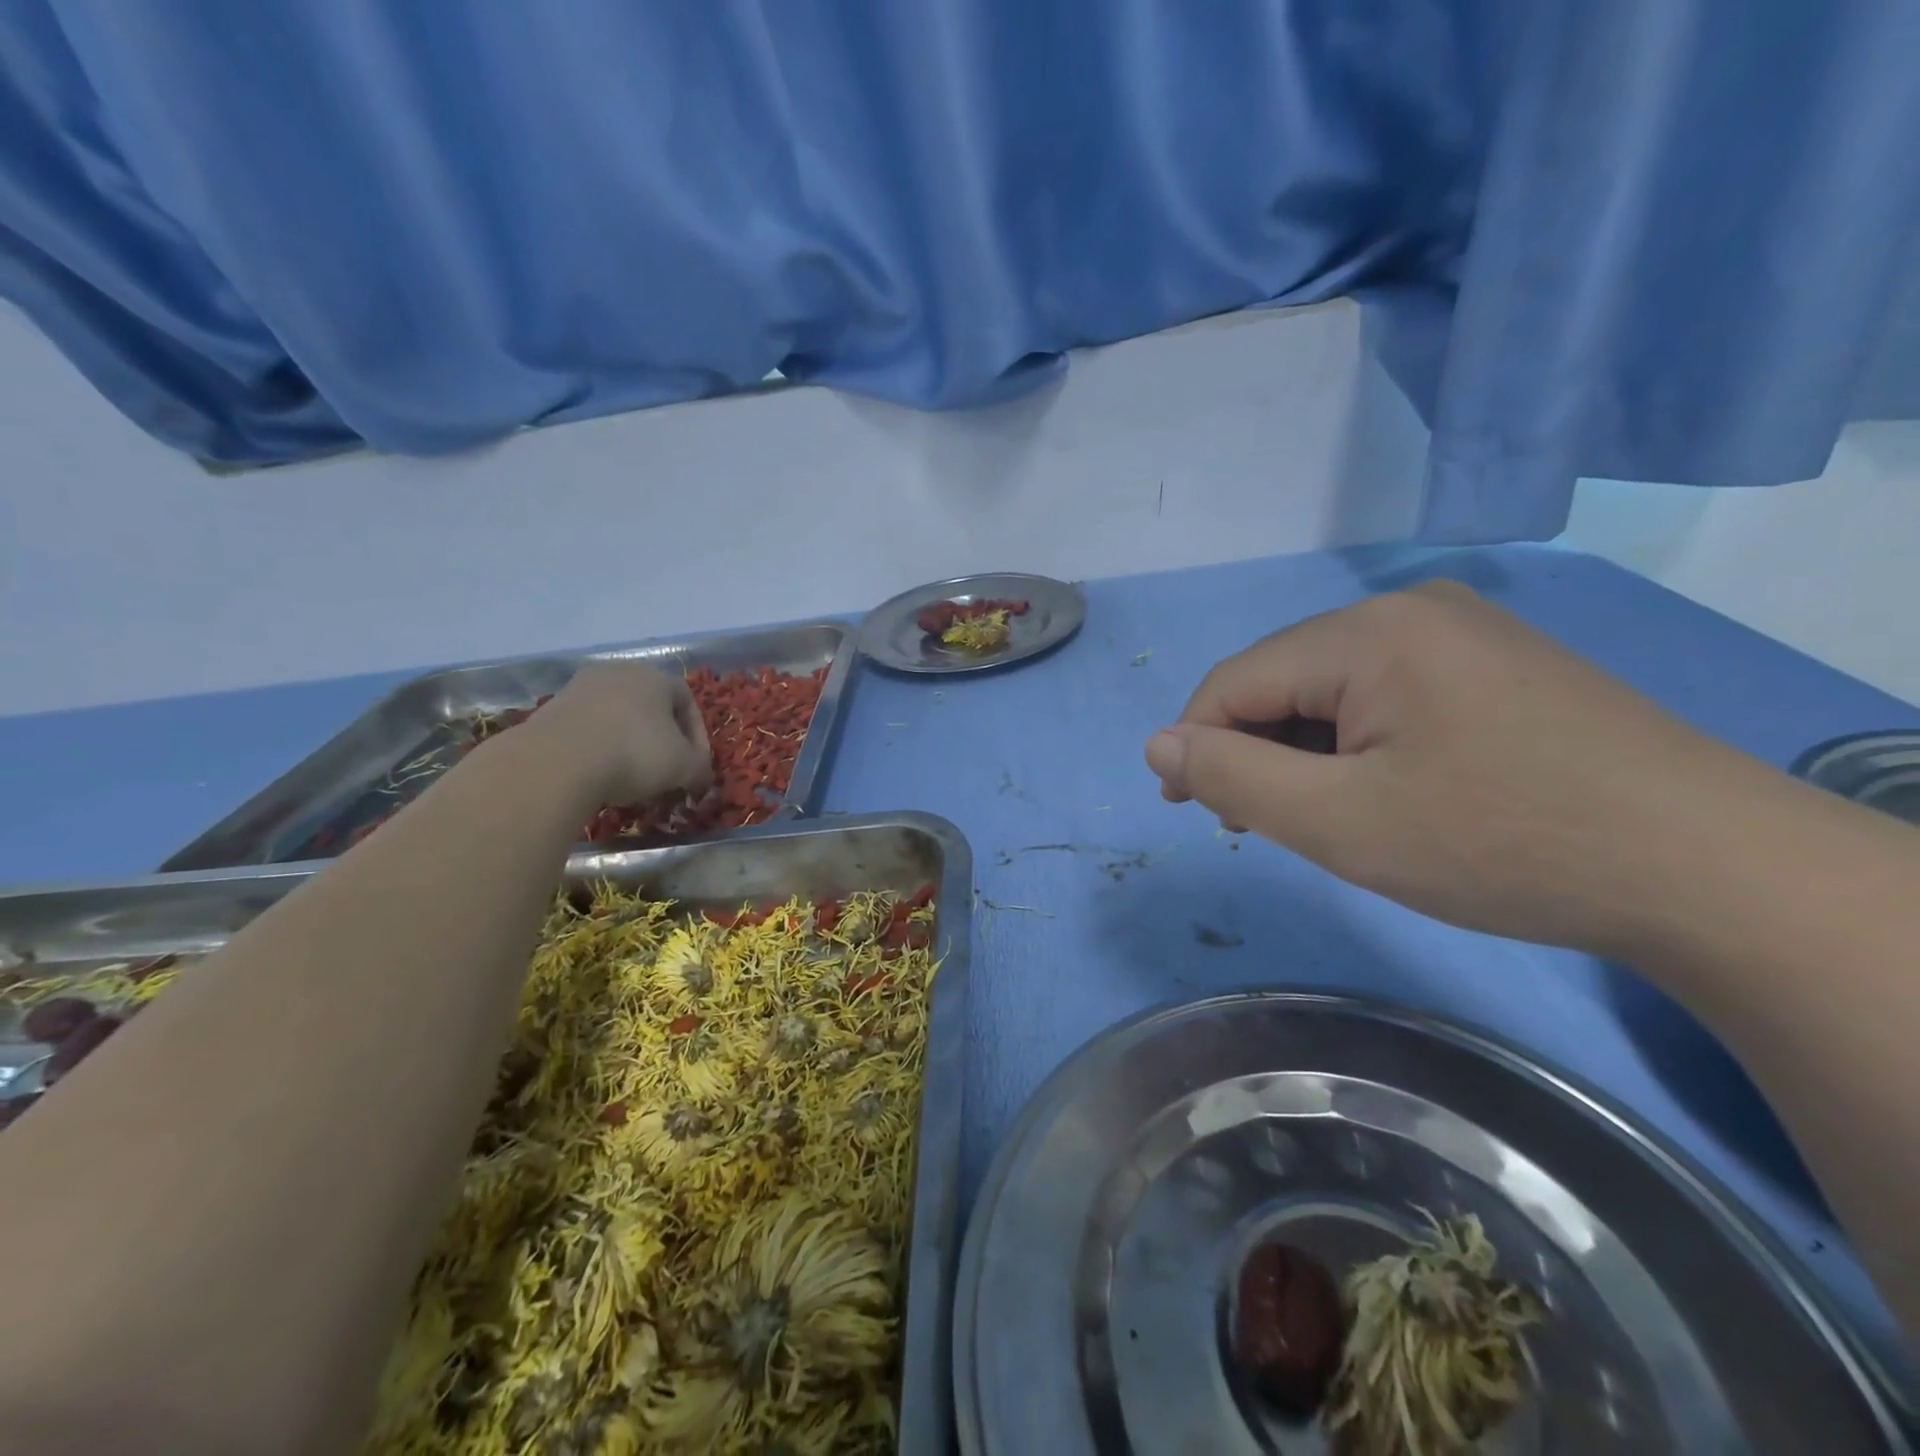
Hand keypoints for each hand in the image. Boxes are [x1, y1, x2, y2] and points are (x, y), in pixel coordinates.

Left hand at [523, 660, 712, 806]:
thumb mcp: (683, 767)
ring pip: (617, 714)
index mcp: (656, 676)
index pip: (688, 701)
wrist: (558, 761)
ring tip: (631, 773)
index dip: (697, 736)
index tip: (696, 765)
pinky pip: (588, 726)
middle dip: (662, 737)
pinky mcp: (552, 707)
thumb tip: (702, 775)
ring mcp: (580, 686)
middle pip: (651, 705)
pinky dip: (599, 745)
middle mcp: (619, 671)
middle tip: (665, 769)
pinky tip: (599, 771)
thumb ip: (700, 769)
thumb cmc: (635, 754)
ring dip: (629, 740)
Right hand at [1145, 581, 1763, 956]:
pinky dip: (1355, 742)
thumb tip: (1158, 742)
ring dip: (1303, 750)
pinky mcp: (1492, 663)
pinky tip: (1375, 787)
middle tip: (1257, 825)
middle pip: (1285, 679)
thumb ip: (1234, 778)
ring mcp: (1459, 631)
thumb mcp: (1342, 824)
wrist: (1711, 871)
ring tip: (1318, 815)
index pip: (1236, 680)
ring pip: (1332, 688)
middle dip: (1254, 750)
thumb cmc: (1503, 844)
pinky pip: (1385, 693)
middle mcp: (1409, 609)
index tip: (1183, 806)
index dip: (1195, 742)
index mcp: (1368, 632)